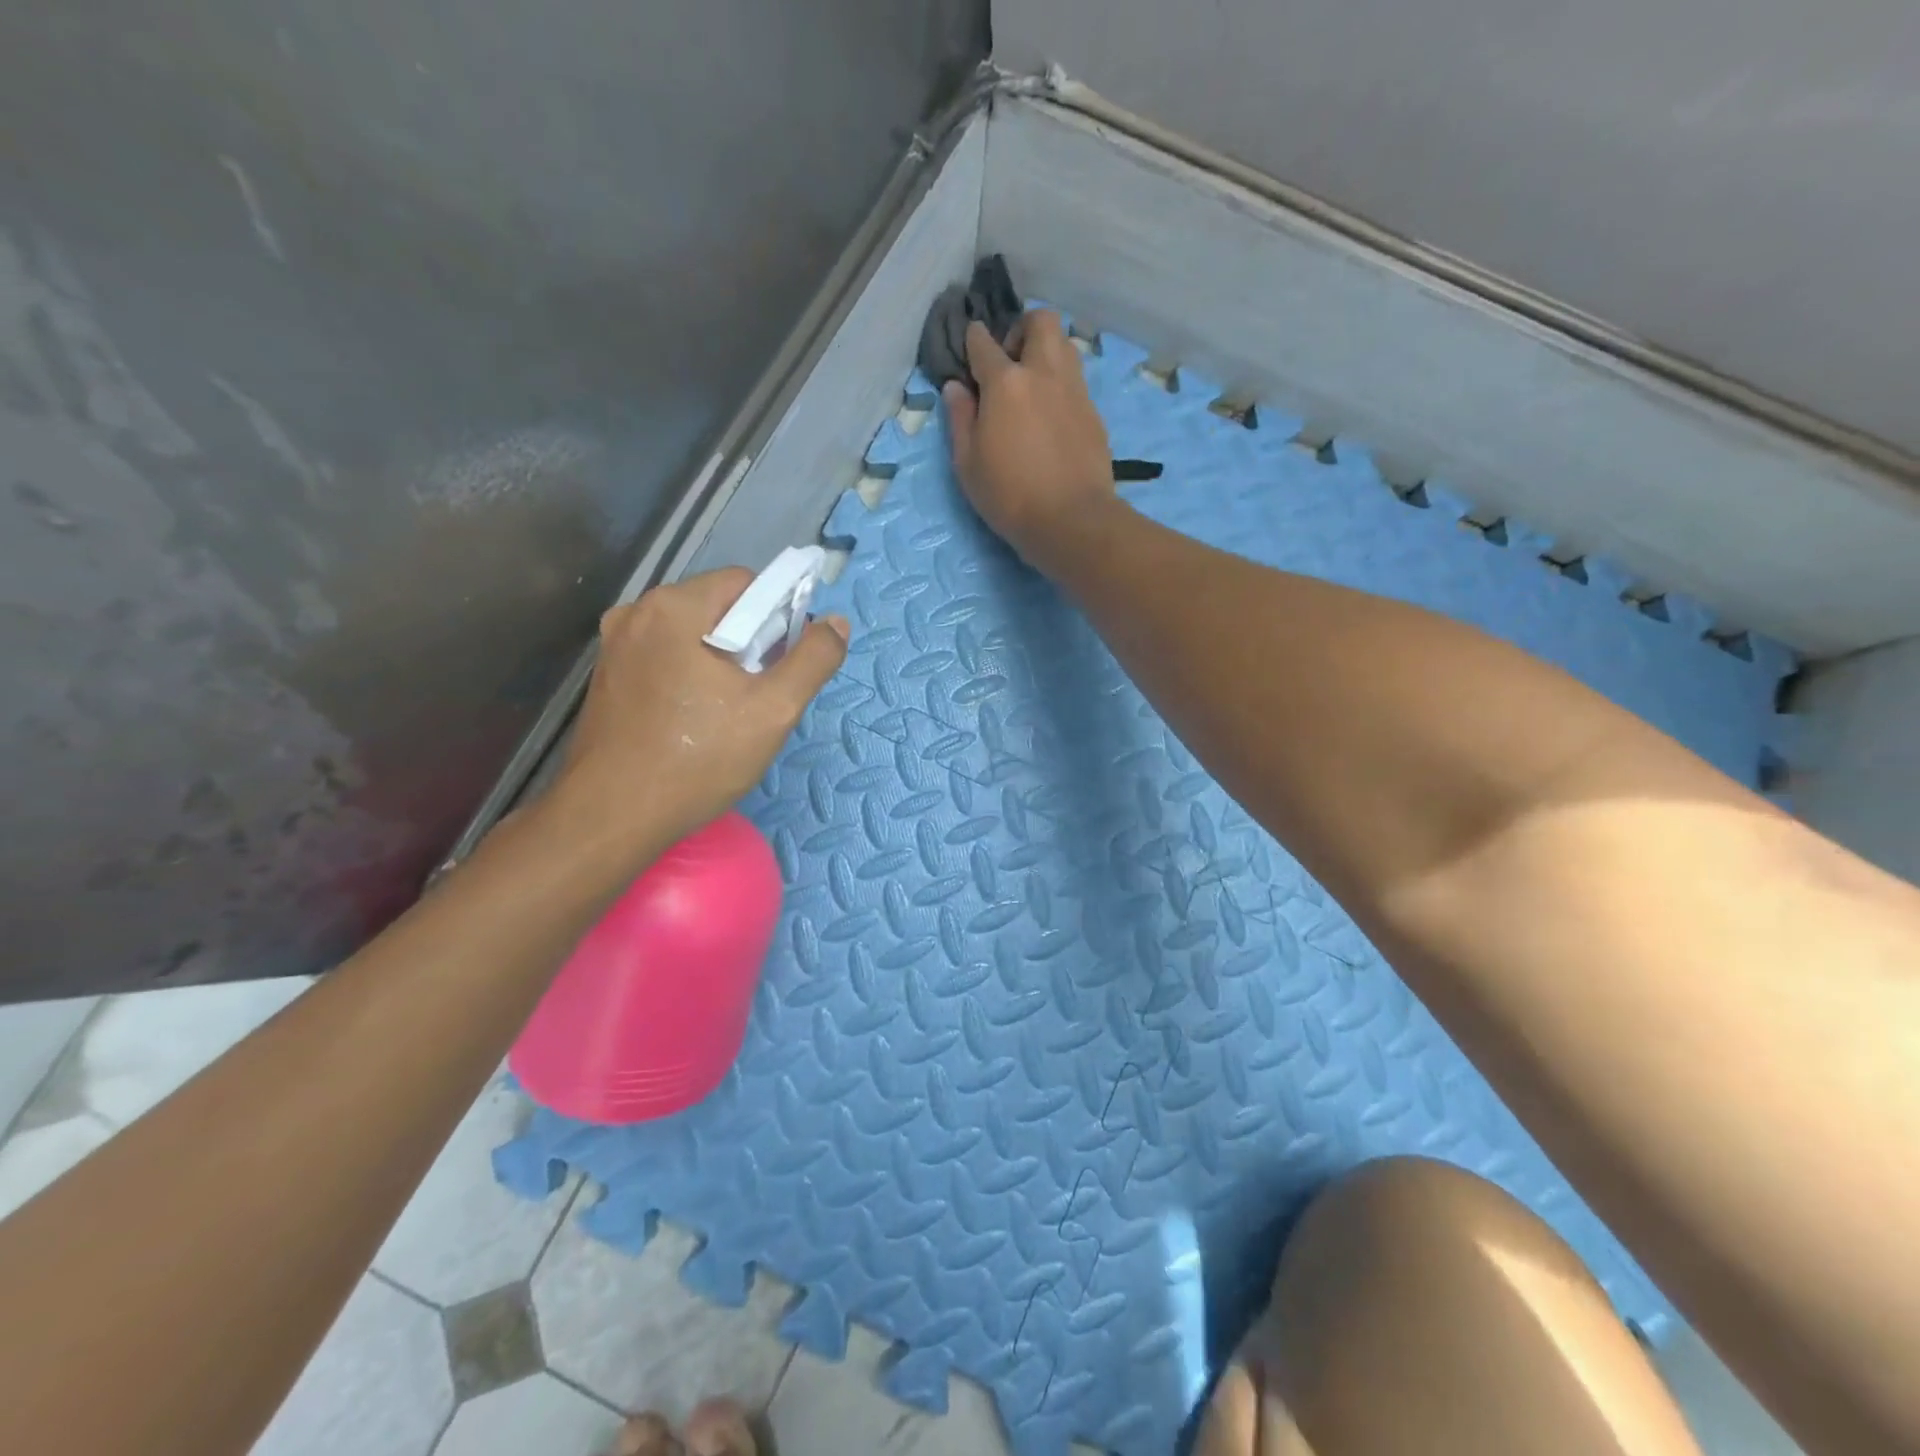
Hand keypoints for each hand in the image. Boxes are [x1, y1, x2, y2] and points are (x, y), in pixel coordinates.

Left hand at [549, 569, 848, 866]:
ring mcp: (616, 645)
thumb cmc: (698, 759)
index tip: (783, 665)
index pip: (747, 584)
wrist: (611, 817)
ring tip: (729, 713)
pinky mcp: (608, 676)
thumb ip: (813, 660)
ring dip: (721, 662)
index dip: (778, 618)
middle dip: (750, 643)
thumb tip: (836, 623)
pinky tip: (696, 720)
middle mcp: (637, 613)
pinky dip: (690, 676)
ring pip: (692, 635)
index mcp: (674, 607)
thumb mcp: (773, 710)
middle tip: (760, 696)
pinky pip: (666, 658)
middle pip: (718, 607)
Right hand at [943, 310, 1116, 567]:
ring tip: (1032, 386)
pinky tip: (1051, 415)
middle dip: (1022, 329)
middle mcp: (1044, 373)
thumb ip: (960, 419)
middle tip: (1010, 362)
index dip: (973, 340)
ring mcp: (1074, 390)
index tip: (970, 348)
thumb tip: (956, 387)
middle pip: (1039, 321)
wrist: (1071, 520)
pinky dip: (1061, 384)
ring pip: (1065, 345)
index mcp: (1005, 382)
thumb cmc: (1009, 495)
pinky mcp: (1093, 413)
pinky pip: (1076, 380)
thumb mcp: (968, 463)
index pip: (984, 343)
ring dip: (1046, 352)